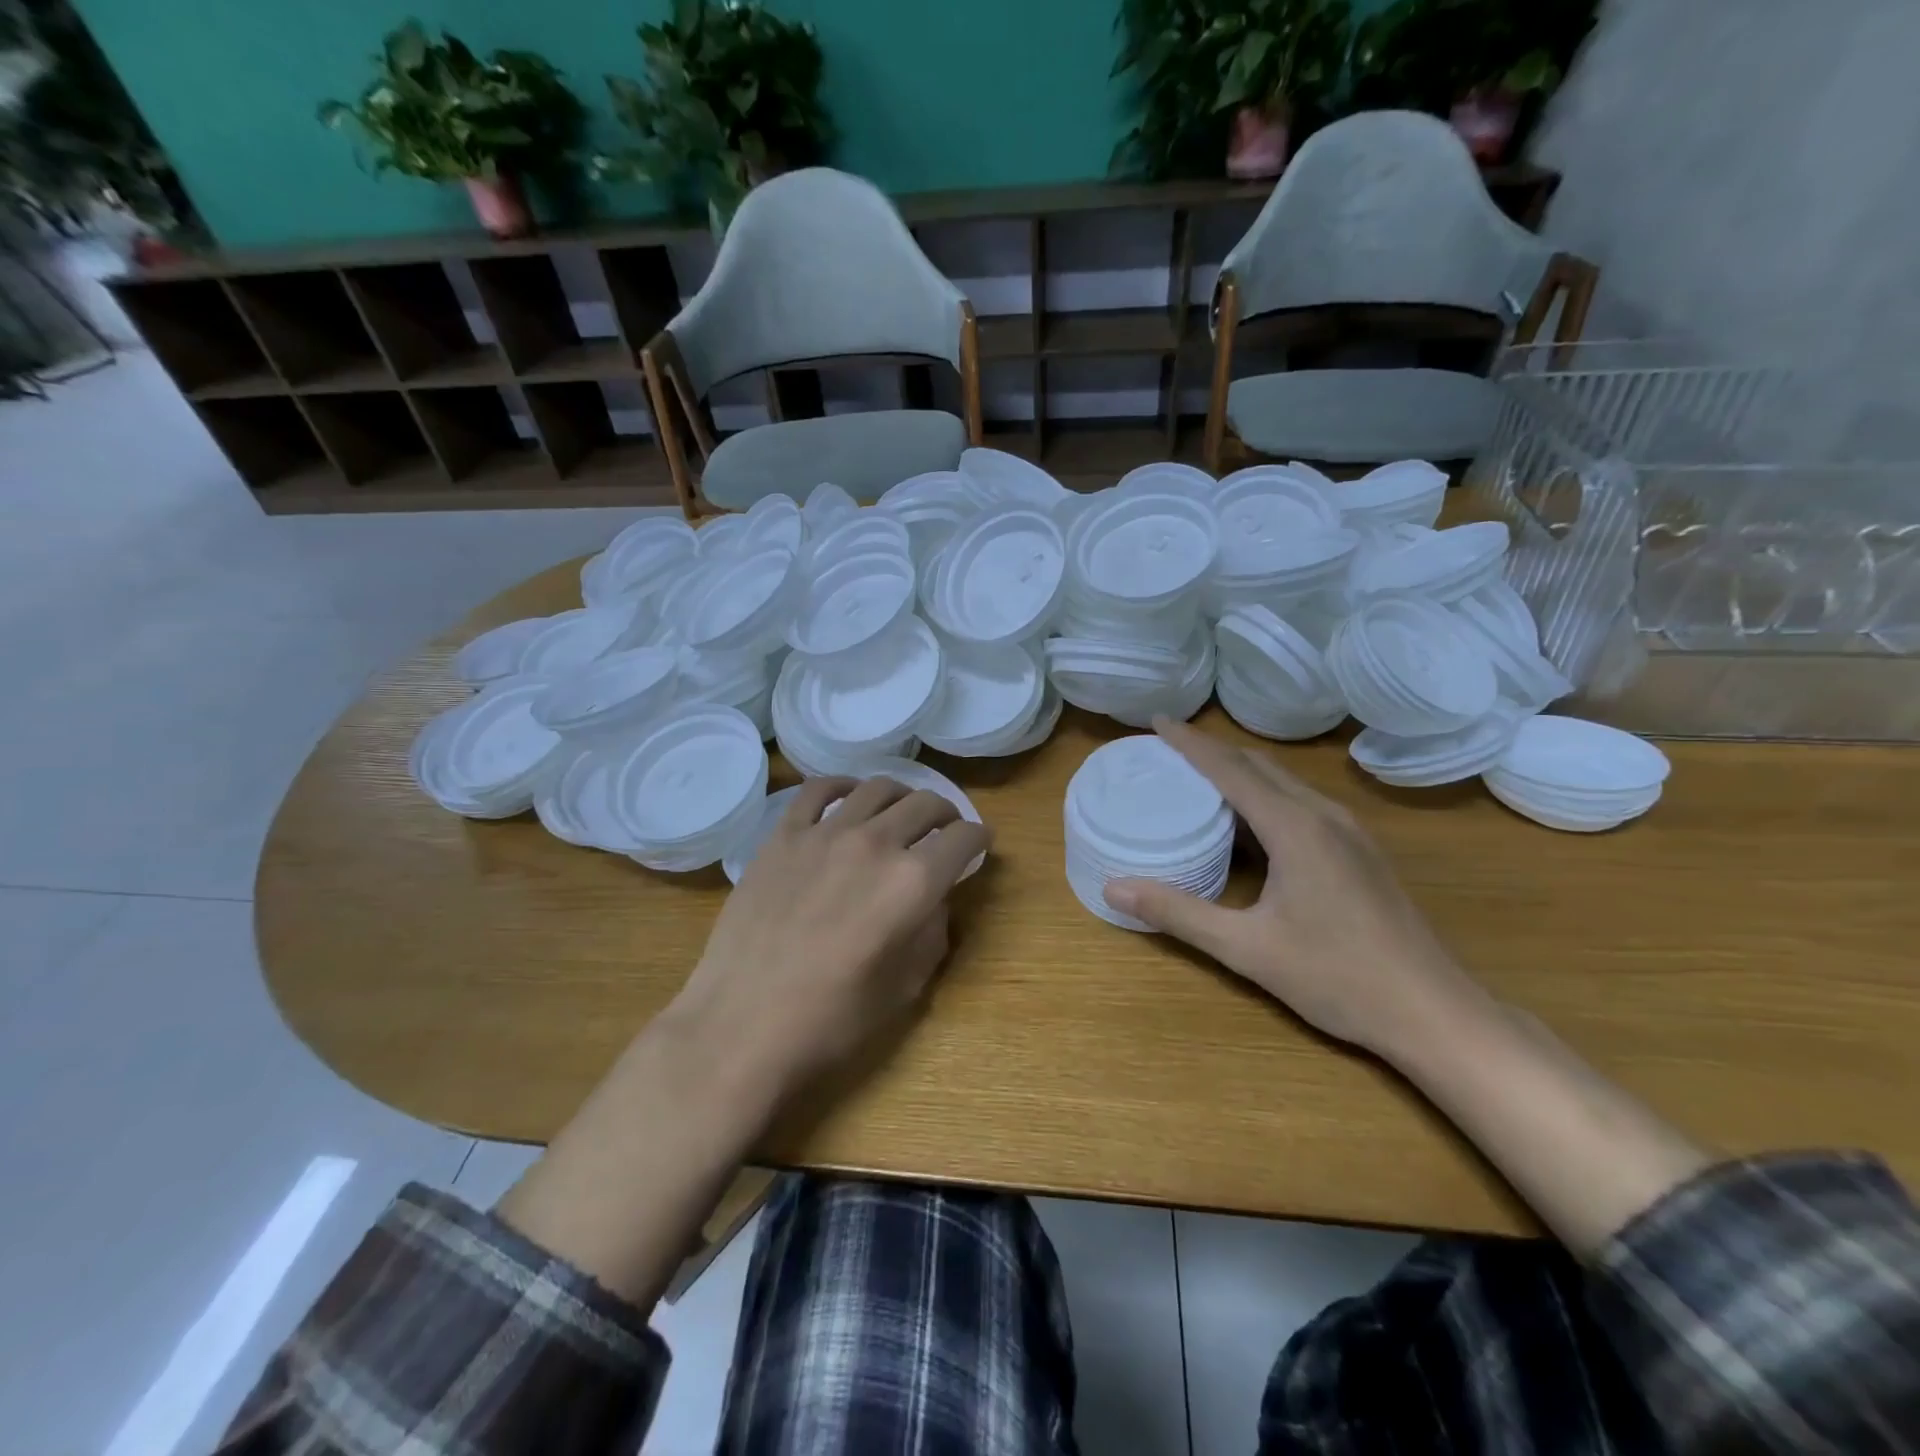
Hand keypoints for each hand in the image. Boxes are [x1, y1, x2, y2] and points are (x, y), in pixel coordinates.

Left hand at [668, 776, 991, 1104]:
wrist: (742, 1025)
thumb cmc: (831, 1020)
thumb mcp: (905, 988)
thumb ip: (932, 934)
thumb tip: (934, 901)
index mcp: (913, 883)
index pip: (963, 839)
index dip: (979, 839)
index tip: (979, 845)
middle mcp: (875, 844)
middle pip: (925, 804)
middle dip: (946, 814)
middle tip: (944, 829)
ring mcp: (824, 834)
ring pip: (877, 788)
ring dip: (901, 796)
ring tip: (900, 812)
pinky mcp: (783, 836)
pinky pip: (818, 790)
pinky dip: (843, 786)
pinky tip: (848, 797)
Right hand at [1104, 719, 1487, 1056]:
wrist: (1434, 1013)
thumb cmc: (1337, 978)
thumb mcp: (1246, 948)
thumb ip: (1178, 913)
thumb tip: (1113, 888)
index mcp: (1296, 828)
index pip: (1231, 769)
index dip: (1191, 743)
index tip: (1157, 720)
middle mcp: (1324, 816)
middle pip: (1259, 766)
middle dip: (1212, 750)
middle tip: (1169, 747)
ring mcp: (1350, 832)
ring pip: (1285, 783)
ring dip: (1240, 770)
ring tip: (1200, 774)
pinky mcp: (1361, 851)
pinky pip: (1302, 803)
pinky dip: (1265, 794)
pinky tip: (1251, 820)